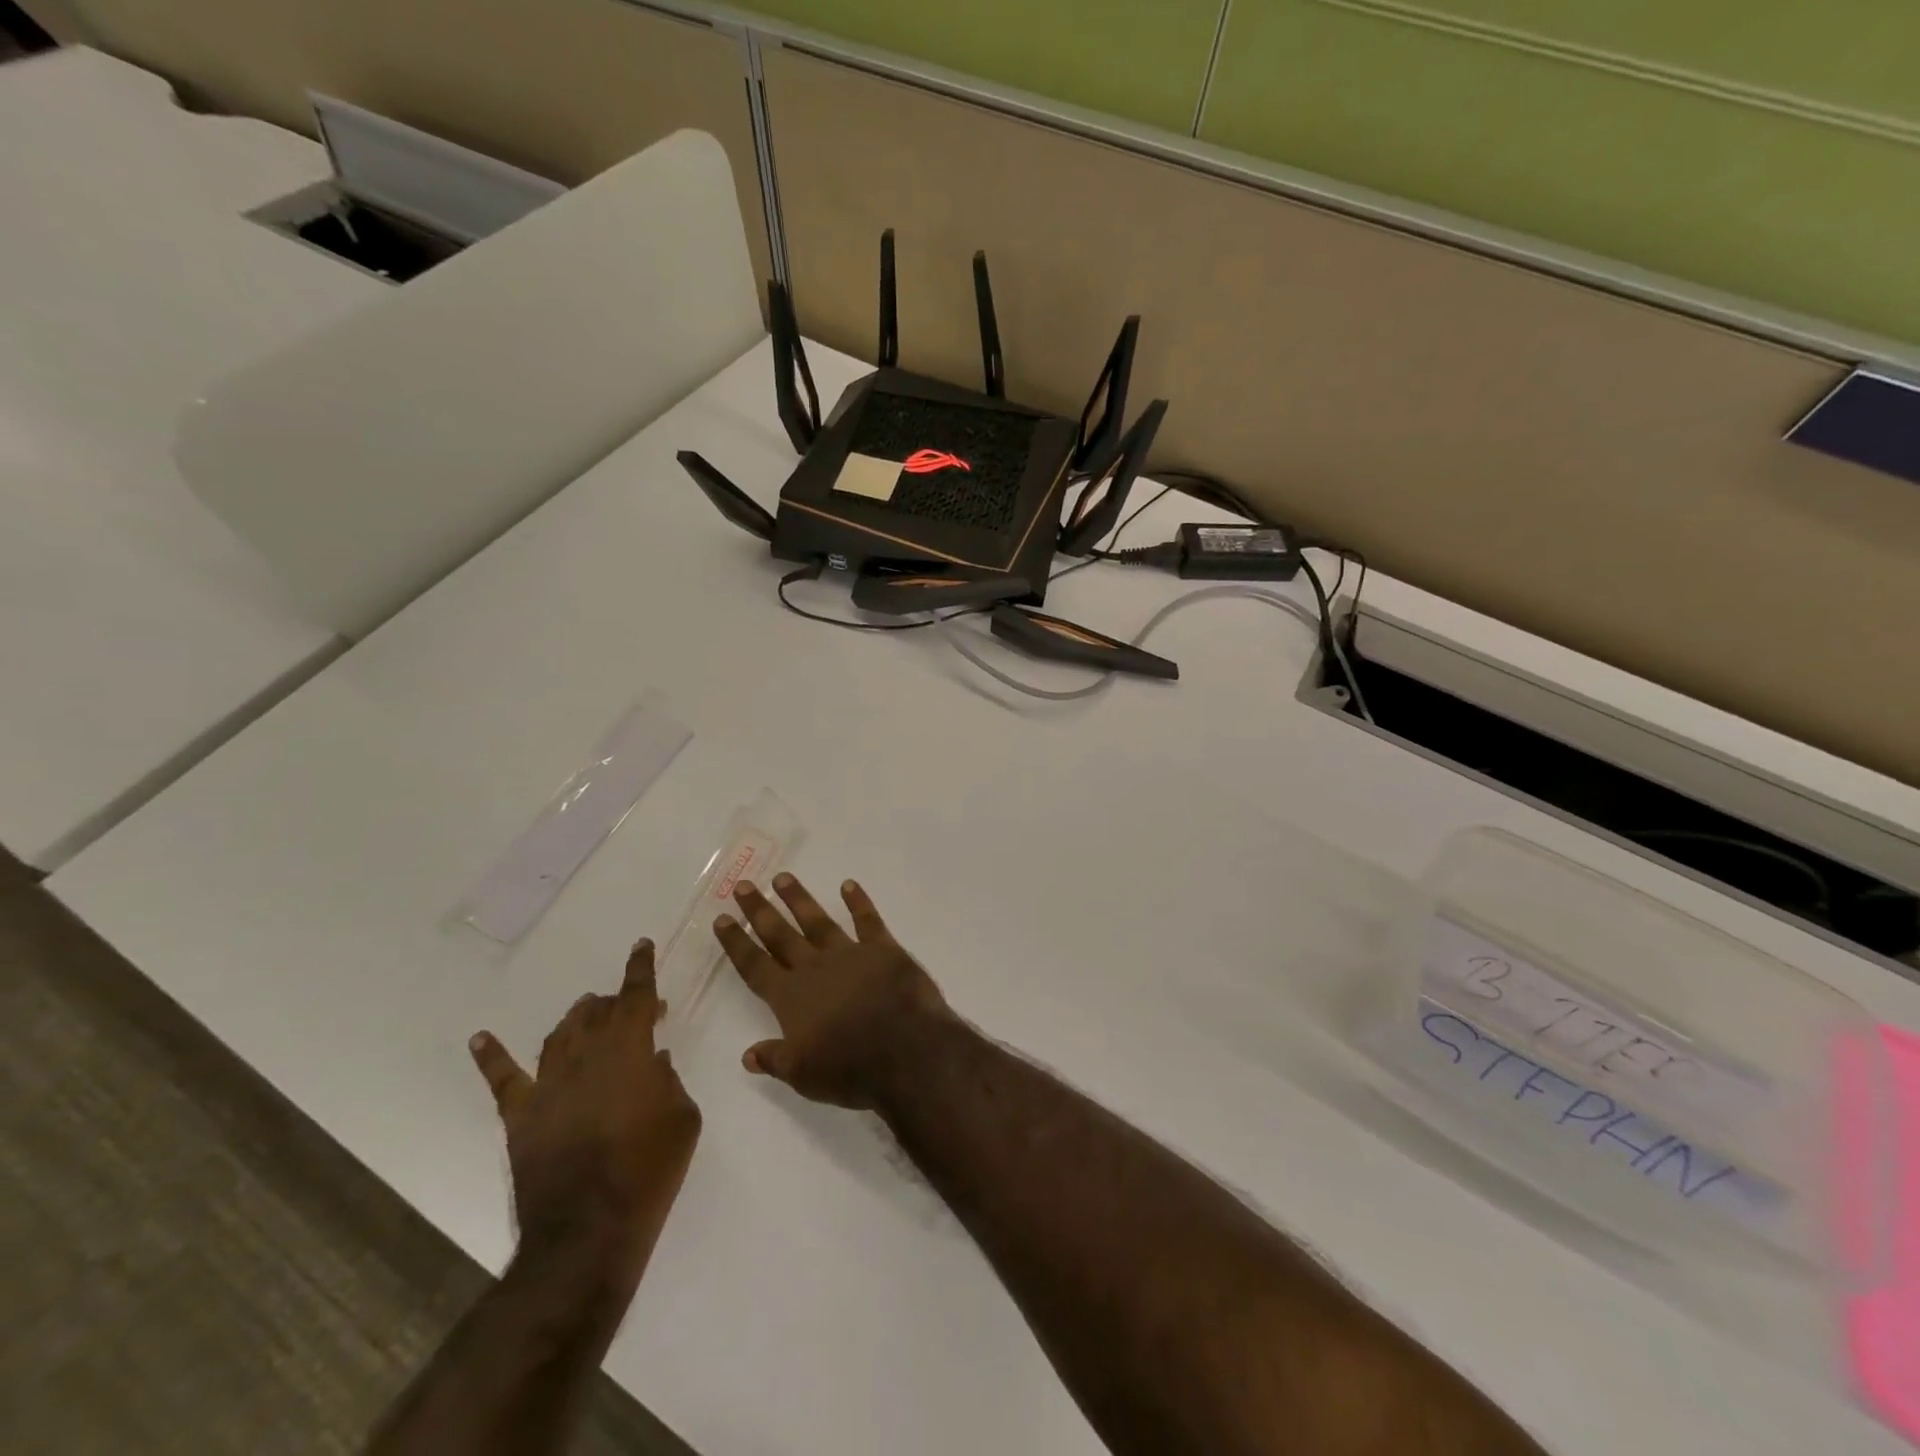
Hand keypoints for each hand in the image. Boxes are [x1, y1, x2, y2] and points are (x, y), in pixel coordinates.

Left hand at [469, 940, 700, 1270]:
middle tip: (631, 1005)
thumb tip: (656, 1064)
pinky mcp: (521, 1117)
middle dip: (615, 1001)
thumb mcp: (683, 1118)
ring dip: (575, 1019)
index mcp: (629, 1050)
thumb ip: (670, 1081)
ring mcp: (548, 1085)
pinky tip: (481, 1039)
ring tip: (586, 1012)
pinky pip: (504, 1080)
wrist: (589, 1230)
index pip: (636, 997)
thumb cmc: (649, 1169)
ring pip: (559, 1035)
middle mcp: (585, 1056)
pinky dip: (491, 1056)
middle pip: (596, 1012)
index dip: (641, 969)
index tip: (641, 946)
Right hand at [714, 873, 953, 1108]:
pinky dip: (858, 902)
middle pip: (780, 935)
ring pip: (818, 921)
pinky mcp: (883, 950)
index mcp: (791, 998)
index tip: (722, 919)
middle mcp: (815, 968)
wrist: (906, 1052)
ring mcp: (850, 954)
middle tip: (744, 885)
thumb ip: (774, 1058)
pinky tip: (849, 885)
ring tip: (783, 877)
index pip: (755, 966)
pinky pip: (868, 921)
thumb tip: (747, 1054)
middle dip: (760, 910)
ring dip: (799, 899)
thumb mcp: (803, 1075)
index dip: (737, 943)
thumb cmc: (850, 1069)